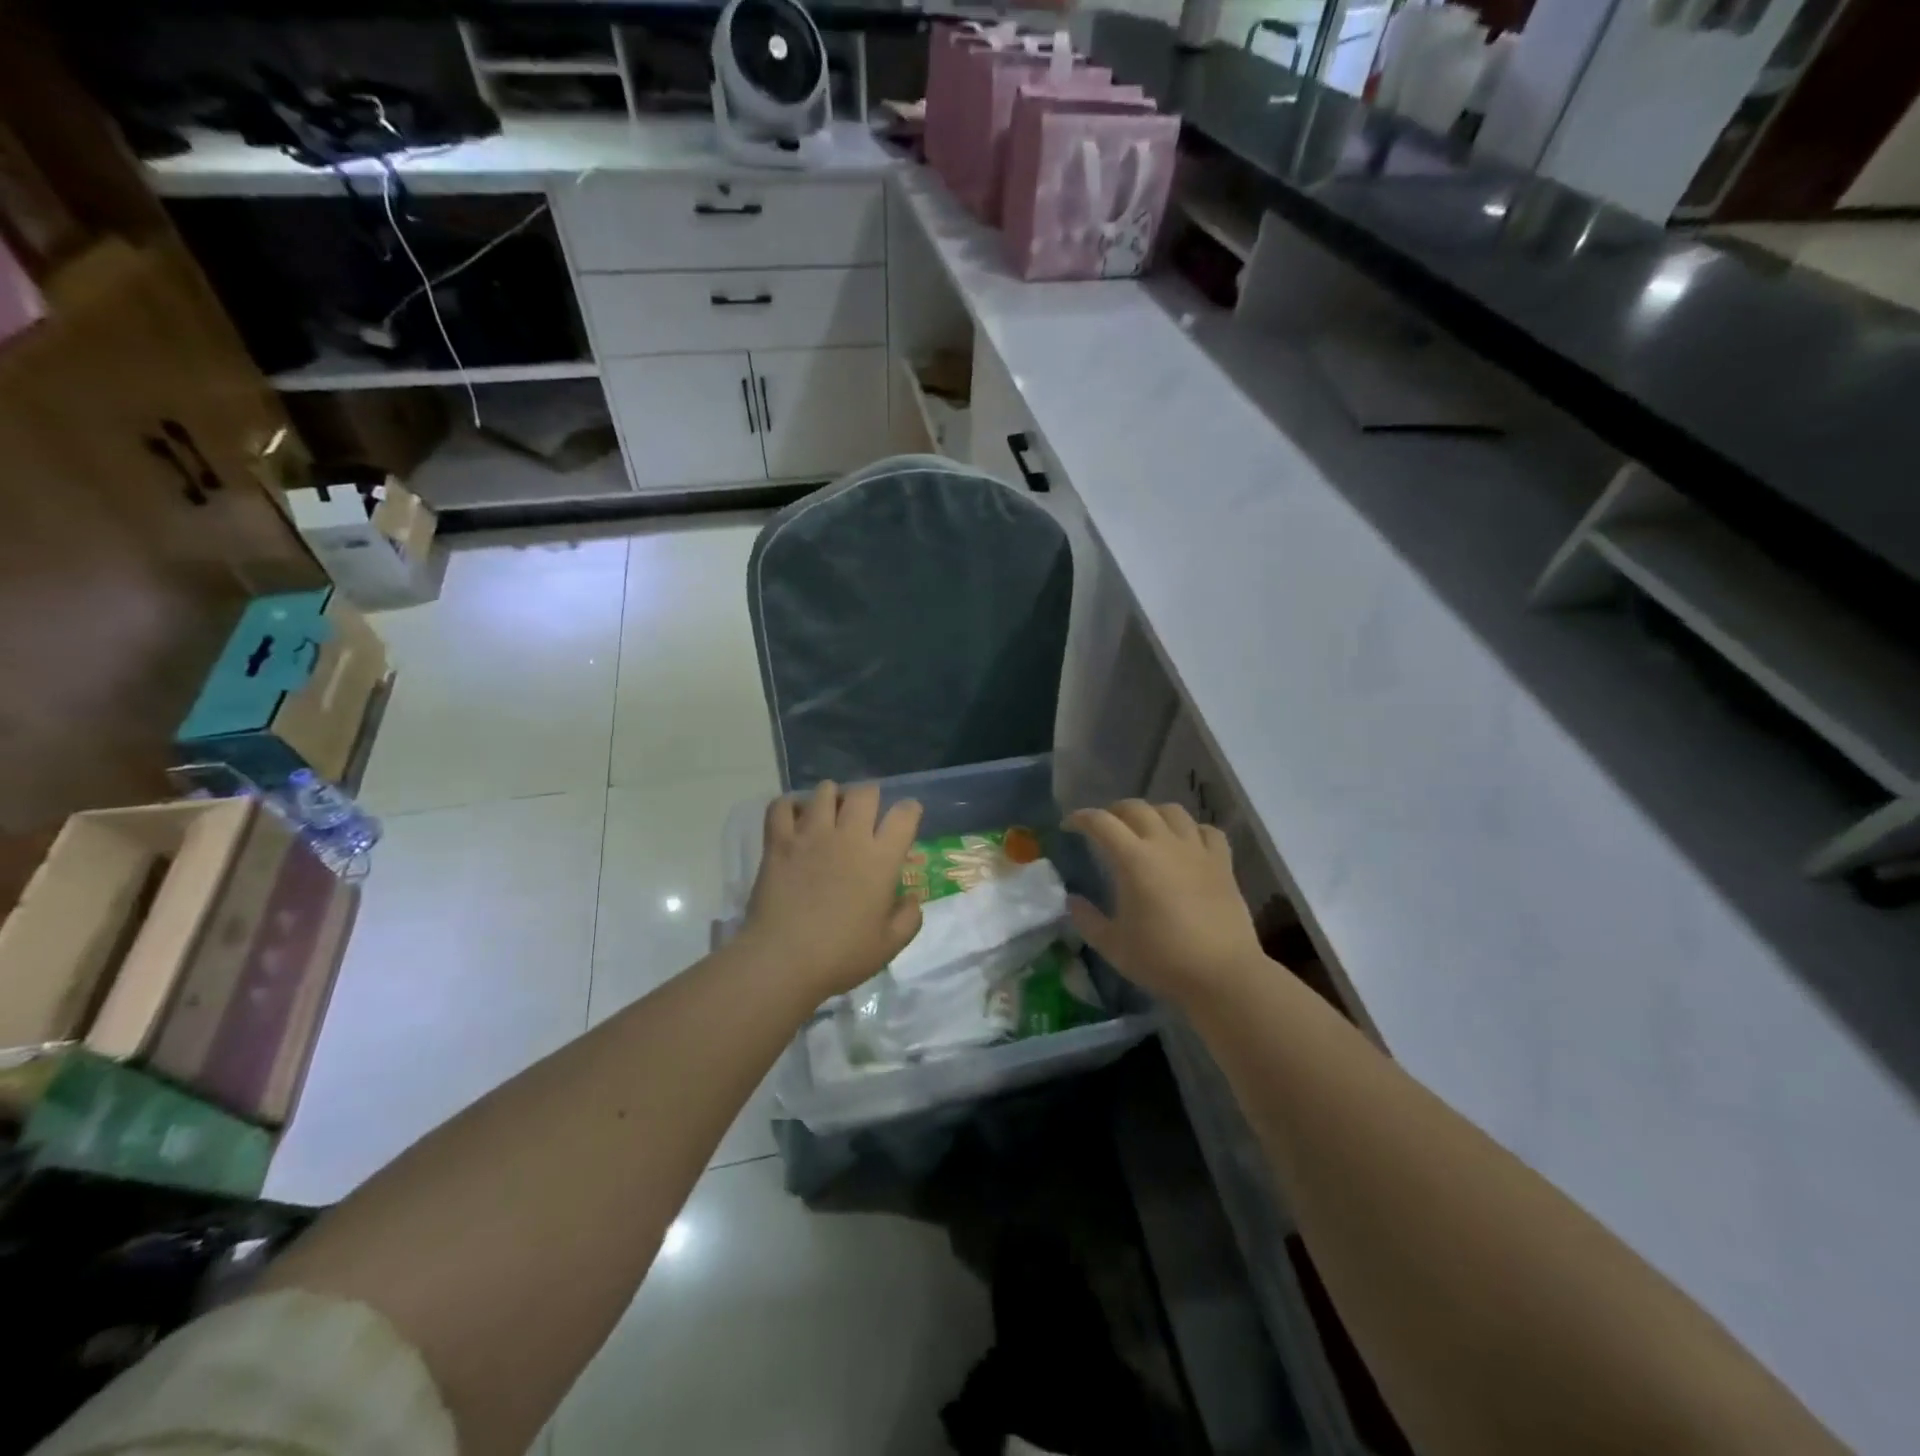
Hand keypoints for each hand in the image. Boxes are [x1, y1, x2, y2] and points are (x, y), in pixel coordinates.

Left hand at [740, 781, 923, 1003]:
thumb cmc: (841, 956)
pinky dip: (789, 806)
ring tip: (830, 813)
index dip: (909, 810)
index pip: (904, 814)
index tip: (907, 817)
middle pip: (865, 792)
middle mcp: (849, 836)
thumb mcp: (889, 946)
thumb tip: (912, 898)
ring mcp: (811, 834)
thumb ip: (909, 918)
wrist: (782, 961)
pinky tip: (794, 818)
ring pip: (825, 791)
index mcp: (881, 859)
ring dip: (832, 797)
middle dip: (870, 796)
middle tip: (866, 814)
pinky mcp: (779, 841)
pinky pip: (781, 806)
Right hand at [1066, 801, 1265, 1008]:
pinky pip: (1207, 831)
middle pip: (1136, 808)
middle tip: (1105, 827)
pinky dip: (1191, 830)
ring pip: (1173, 811)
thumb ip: (1087, 920)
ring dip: (1152, 813)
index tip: (1068, 826)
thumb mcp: (1113, 946)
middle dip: (1114, 811)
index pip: (1101, 822)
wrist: (1222, 975)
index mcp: (1133, 860)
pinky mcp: (1223, 864)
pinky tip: (1186, 843)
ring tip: (1144, 829)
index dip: (1081, 818)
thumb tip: (1072, 901)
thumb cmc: (1162, 959)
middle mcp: (1165, 844)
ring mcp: (1197, 851)